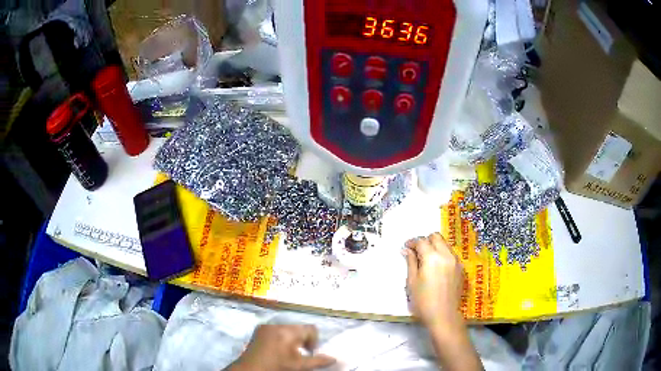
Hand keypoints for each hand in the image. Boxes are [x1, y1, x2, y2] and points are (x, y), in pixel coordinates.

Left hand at [229, 324, 335, 370]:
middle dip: (301, 340)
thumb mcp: (299, 366)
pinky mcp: (258, 330)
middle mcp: (277, 324)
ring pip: (287, 329)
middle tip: (298, 354)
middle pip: (298, 328)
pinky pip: (275, 330)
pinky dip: (280, 338)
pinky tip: (276, 350)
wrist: (250, 370)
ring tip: (286, 353)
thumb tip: (334, 358)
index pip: (311, 329)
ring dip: (291, 339)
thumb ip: (318, 361)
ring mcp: (266, 326)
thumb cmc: (277, 367)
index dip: (313, 341)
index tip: (308, 353)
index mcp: (289, 331)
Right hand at [404, 233, 463, 328]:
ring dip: (435, 247)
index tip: (406, 248)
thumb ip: (411, 262)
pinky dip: (443, 255)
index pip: (421, 241)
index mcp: (432, 257)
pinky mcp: (461, 268)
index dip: (412, 242)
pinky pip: (451, 254)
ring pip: (445, 244)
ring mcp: (456, 261)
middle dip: (425, 241)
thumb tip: (406, 250)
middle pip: (436, 237)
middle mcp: (446, 255)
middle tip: (417, 252)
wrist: (444, 316)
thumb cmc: (423, 301)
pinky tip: (437, 268)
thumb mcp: (412, 282)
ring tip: (427, 260)